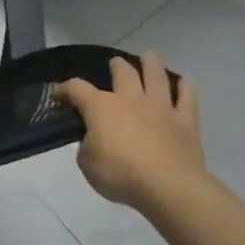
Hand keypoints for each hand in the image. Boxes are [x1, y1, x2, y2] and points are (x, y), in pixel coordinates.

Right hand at [56, 53, 206, 219]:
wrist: (169, 188)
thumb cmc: (121, 175)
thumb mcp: (87, 164)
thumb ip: (87, 146)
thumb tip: (93, 140)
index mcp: (101, 107)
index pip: (76, 88)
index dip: (63, 89)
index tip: (57, 95)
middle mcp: (130, 99)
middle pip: (123, 72)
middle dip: (116, 66)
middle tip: (115, 65)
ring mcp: (160, 107)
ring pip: (156, 76)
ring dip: (151, 64)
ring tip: (149, 56)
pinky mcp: (185, 122)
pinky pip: (187, 98)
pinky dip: (186, 88)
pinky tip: (185, 82)